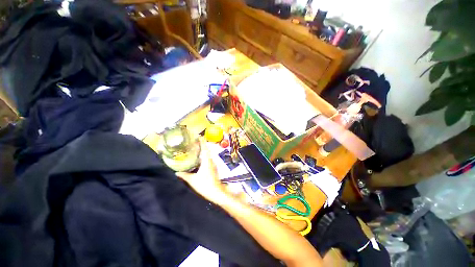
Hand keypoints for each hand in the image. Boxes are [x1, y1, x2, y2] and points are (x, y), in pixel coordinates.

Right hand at [176, 139, 228, 203]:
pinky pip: (208, 159)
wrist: (216, 192)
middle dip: (201, 145)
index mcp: (207, 161)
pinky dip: (203, 156)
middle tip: (194, 141)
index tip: (198, 136)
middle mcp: (211, 160)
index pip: (205, 148)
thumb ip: (184, 175)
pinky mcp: (212, 168)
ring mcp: (212, 164)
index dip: (202, 141)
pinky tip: (199, 158)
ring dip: (203, 150)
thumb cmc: (205, 185)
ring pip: (207, 154)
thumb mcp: (192, 180)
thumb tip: (176, 172)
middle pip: (206, 150)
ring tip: (195, 148)